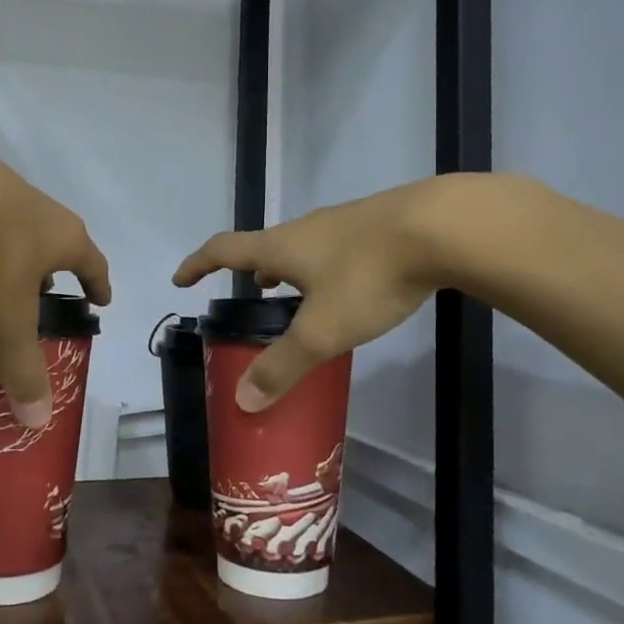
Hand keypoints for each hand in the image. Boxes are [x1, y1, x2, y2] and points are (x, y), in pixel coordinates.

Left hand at [0, 136, 111, 427]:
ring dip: (16, 246)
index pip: (94, 263)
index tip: (102, 299)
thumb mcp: (8, 318)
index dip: (99, 283)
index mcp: (65, 239)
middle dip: (55, 266)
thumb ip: (22, 366)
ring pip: (20, 222)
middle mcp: (43, 209)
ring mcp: (6, 186)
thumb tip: (37, 421)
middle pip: (59, 239)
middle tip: (45, 288)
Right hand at [173, 176, 484, 410]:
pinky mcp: (377, 225)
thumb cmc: (369, 276)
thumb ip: (283, 365)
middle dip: (251, 270)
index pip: (224, 250)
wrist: (442, 226)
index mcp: (281, 247)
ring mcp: (343, 222)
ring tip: (294, 294)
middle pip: (265, 246)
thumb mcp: (323, 330)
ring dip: (289, 268)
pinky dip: (324, 266)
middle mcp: (306, 229)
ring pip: (303, 246)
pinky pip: (335, 247)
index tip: (181, 279)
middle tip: (250, 295)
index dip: (198, 264)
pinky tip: (349, 285)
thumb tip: (243, 401)